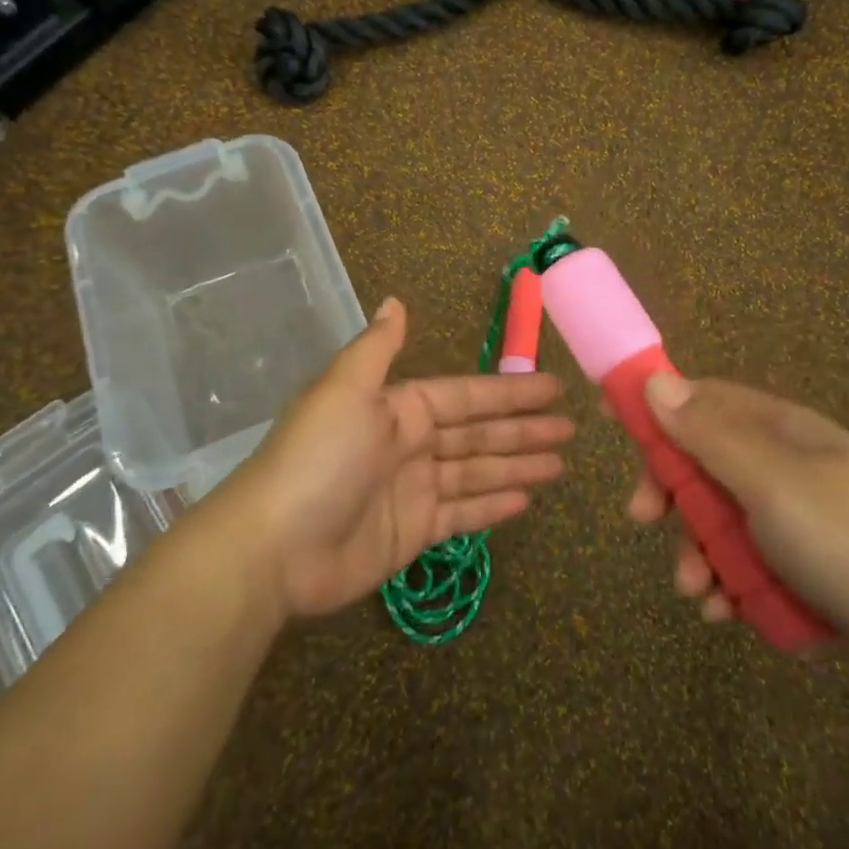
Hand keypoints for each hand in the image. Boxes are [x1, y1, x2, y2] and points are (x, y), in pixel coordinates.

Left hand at [218, 298, 572, 618]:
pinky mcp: (412, 533)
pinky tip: (526, 500)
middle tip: (572, 430)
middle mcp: (408, 444)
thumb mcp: (346, 390)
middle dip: (524, 430)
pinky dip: (492, 506)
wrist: (275, 547)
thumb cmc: (319, 459)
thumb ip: (377, 348)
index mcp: (398, 407)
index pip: (466, 396)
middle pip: (478, 434)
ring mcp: (412, 490)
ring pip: (476, 472)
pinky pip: (462, 514)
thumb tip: (394, 301)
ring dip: (517, 466)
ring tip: (561, 465)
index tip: (553, 389)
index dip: (509, 393)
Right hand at [627, 373, 848, 709]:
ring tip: (697, 592)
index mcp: (780, 430)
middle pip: (704, 463)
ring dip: (698, 552)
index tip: (614, 428)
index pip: (702, 400)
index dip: (656, 410)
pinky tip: (727, 613)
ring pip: (722, 521)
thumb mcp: (771, 483)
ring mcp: (799, 520)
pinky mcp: (810, 571)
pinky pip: (750, 565)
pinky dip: (731, 586)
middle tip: (644, 521)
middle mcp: (786, 466)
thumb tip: (655, 380)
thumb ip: (708, 434)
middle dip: (672, 495)